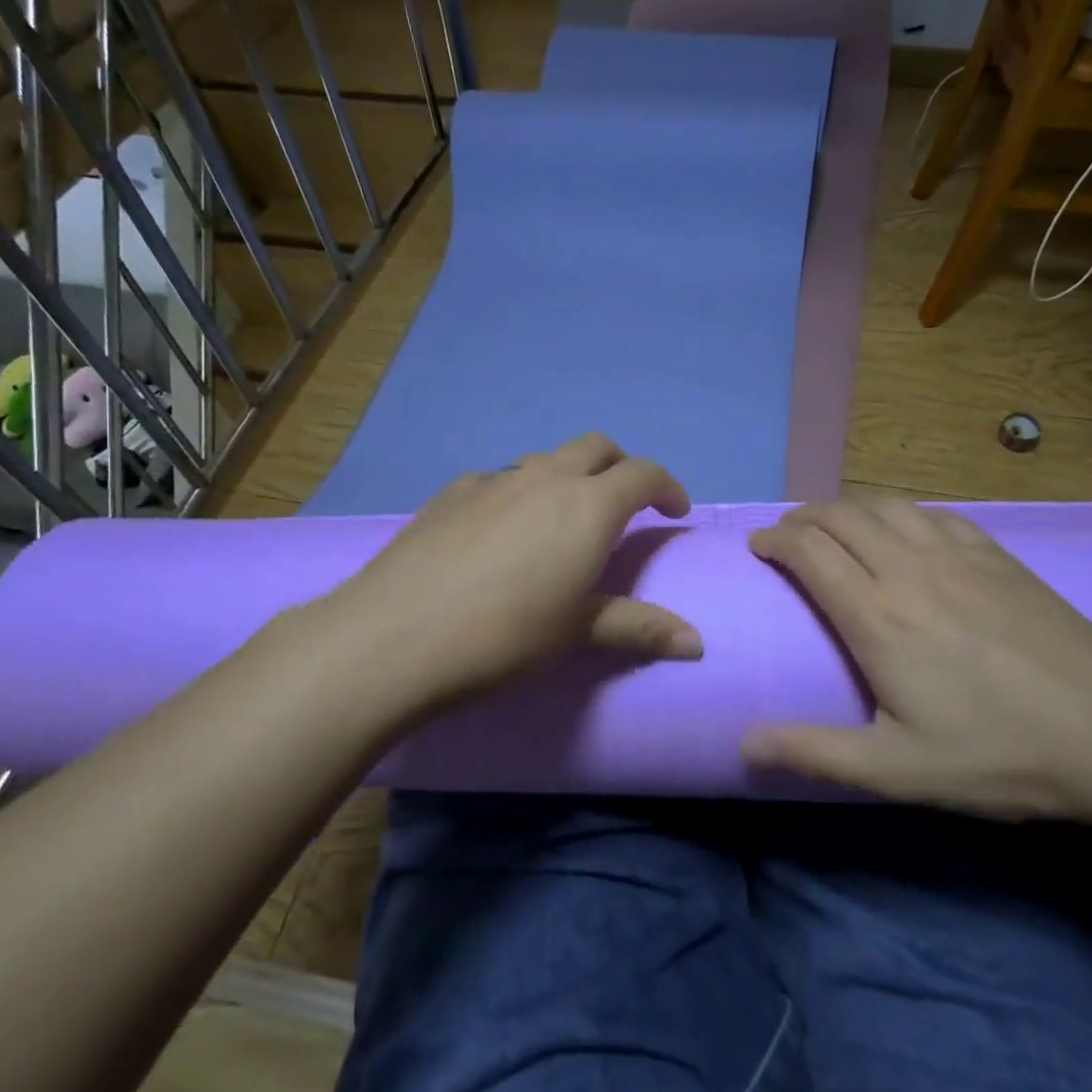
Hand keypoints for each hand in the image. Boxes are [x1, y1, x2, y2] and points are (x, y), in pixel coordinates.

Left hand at [295, 434, 701, 721]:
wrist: (394, 636)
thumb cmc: (504, 635)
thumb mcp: (577, 632)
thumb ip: (639, 628)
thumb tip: (697, 644)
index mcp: (588, 505)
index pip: (643, 474)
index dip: (667, 487)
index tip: (675, 511)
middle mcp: (545, 478)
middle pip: (597, 447)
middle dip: (620, 467)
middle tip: (624, 505)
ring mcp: (494, 480)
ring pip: (546, 459)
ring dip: (568, 476)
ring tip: (562, 519)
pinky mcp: (451, 493)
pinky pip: (499, 479)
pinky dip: (518, 491)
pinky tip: (500, 529)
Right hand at [744, 499, 1091, 818]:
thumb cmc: (998, 752)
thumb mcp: (898, 769)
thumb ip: (815, 751)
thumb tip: (744, 743)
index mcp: (877, 615)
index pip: (809, 551)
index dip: (776, 541)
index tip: (758, 546)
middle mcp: (909, 568)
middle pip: (840, 517)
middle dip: (802, 517)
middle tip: (786, 534)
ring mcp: (956, 553)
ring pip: (884, 505)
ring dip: (847, 507)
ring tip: (833, 524)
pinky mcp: (994, 553)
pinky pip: (932, 512)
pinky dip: (899, 511)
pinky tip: (902, 528)